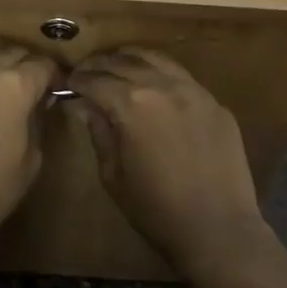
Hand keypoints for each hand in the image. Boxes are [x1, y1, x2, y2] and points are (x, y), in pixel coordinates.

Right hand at [69, 48, 266, 269]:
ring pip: (157, 59)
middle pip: (125, 62)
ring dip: (132, 58)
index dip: (78, 79)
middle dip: (101, 64)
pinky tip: (155, 83)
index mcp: (132, 104)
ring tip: (118, 65)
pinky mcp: (215, 102)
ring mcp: (194, 91)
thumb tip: (85, 105)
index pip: (96, 80)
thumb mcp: (113, 175)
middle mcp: (163, 86)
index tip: (68, 82)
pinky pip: (183, 76)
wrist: (218, 229)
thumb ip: (99, 132)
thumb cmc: (156, 209)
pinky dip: (161, 72)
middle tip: (87, 70)